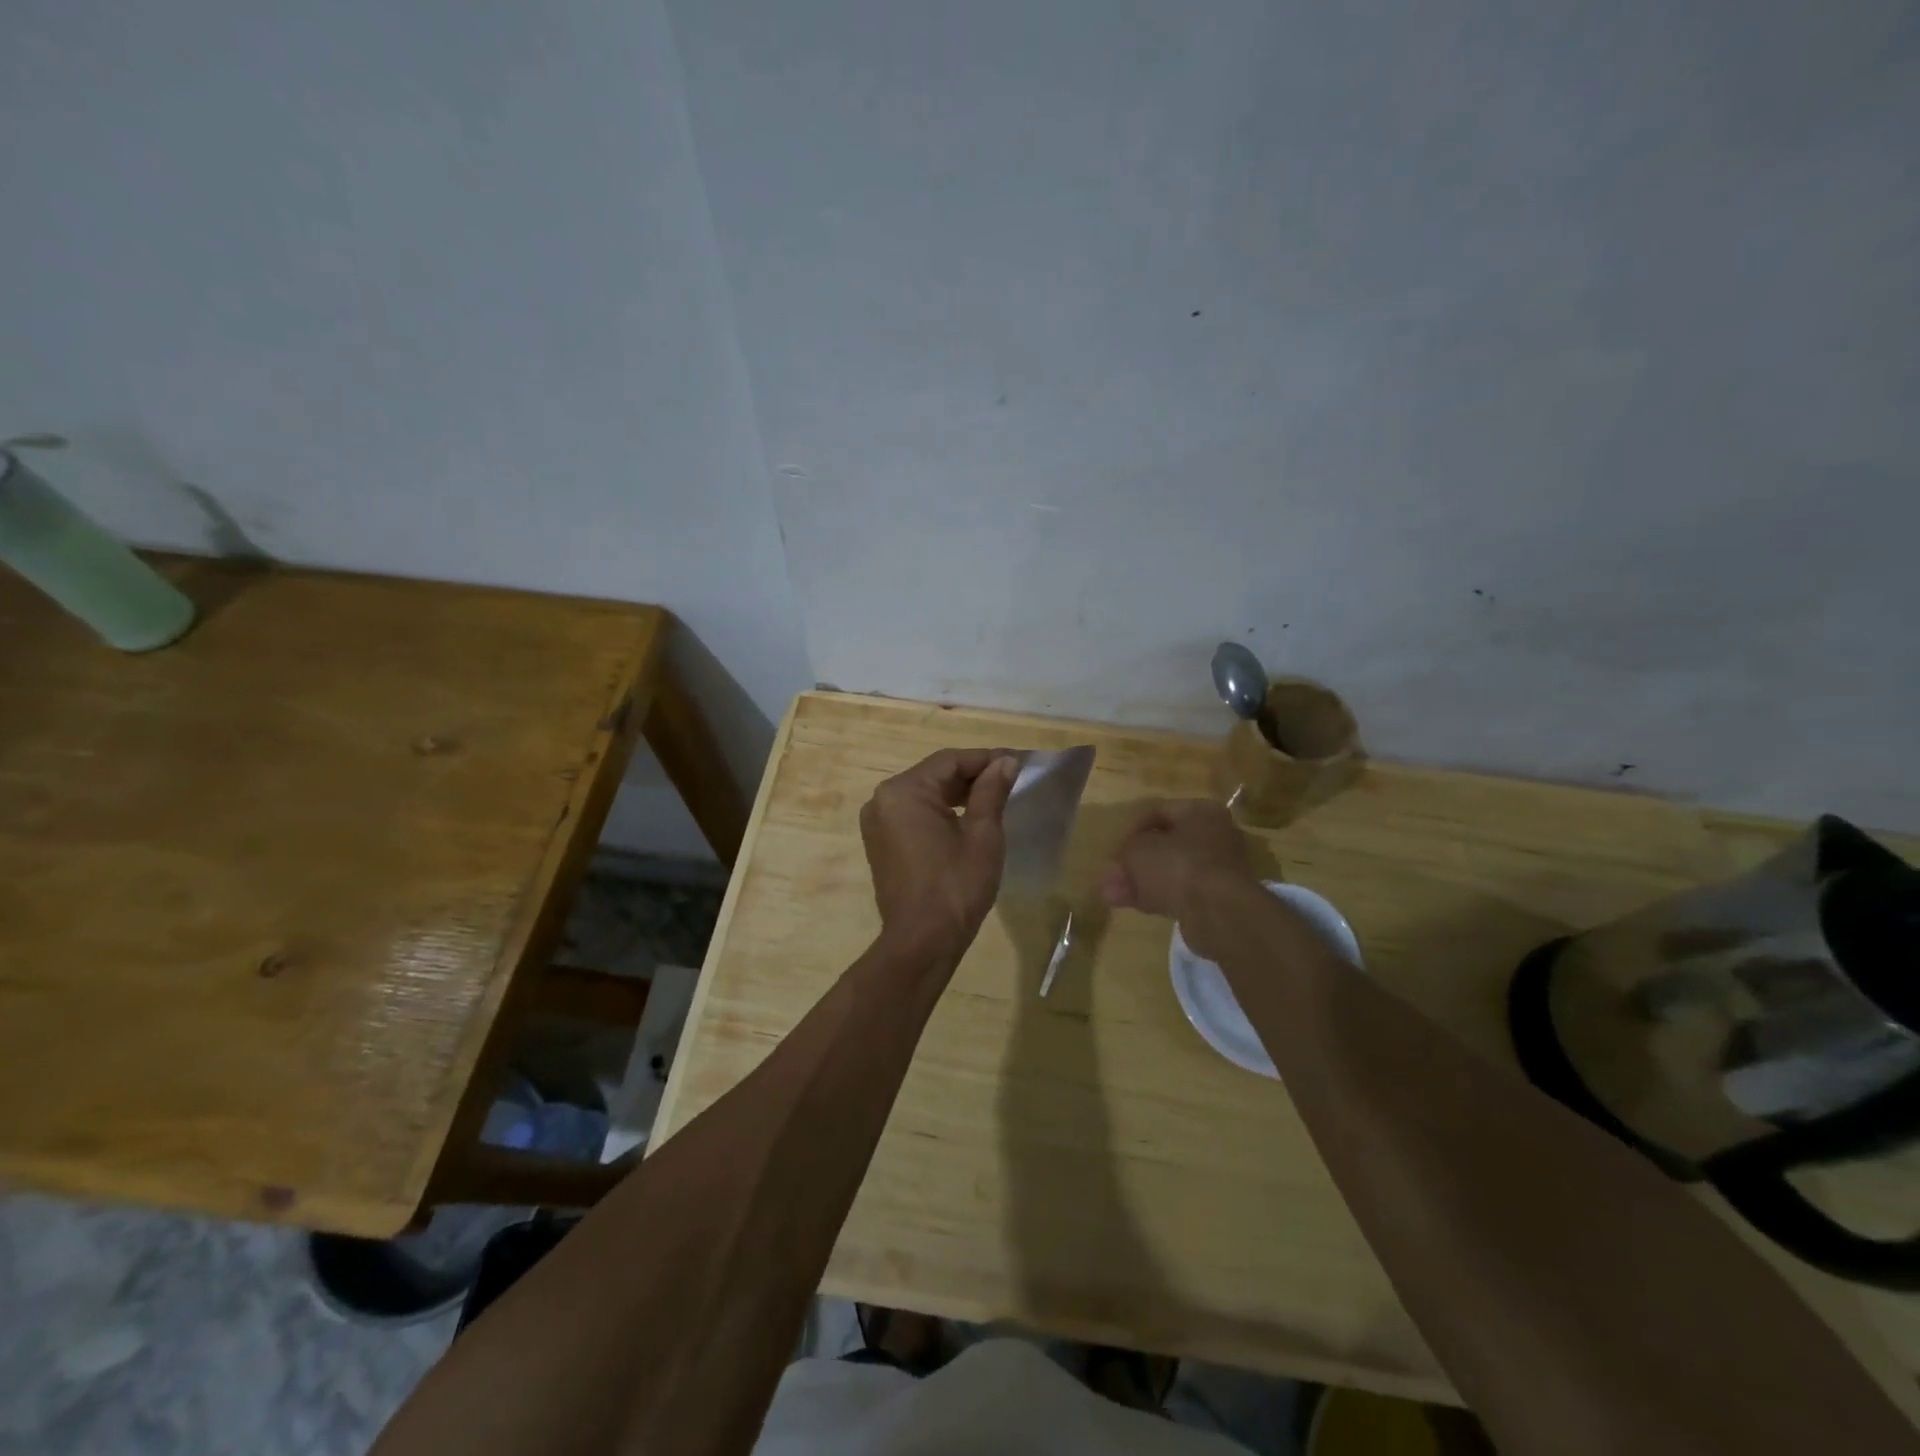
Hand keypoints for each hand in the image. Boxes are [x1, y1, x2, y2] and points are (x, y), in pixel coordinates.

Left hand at [860, 749, 1019, 953]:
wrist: (922, 942)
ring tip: (996, 796)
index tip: (1018, 761)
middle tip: (1011, 778)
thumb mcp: (982, 835)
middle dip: (973, 775)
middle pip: (935, 775)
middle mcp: (883, 800)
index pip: (950, 761)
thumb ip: (992, 791)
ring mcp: (878, 822)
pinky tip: (969, 817)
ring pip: (925, 794)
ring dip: (958, 793)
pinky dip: (941, 811)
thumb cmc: (956, 886)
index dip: (987, 758)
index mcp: (904, 792)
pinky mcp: (881, 842)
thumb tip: (1005, 762)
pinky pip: (914, 814)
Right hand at [1100, 800, 1257, 953]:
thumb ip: (1124, 854)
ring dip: (1143, 881)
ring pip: (1172, 870)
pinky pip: (1182, 891)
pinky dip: (1159, 896)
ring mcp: (1219, 869)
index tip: (1116, 849)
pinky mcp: (1218, 898)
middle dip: (1136, 861)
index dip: (1132, 829)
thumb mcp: (1138, 850)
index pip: (1160, 812)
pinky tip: (1137, 906)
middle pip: (1166, 844)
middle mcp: (1216, 836)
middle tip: (1113, 876)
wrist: (1218, 912)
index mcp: (1201, 812)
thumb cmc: (1178, 866)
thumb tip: (1113, 872)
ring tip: (1115, 896)